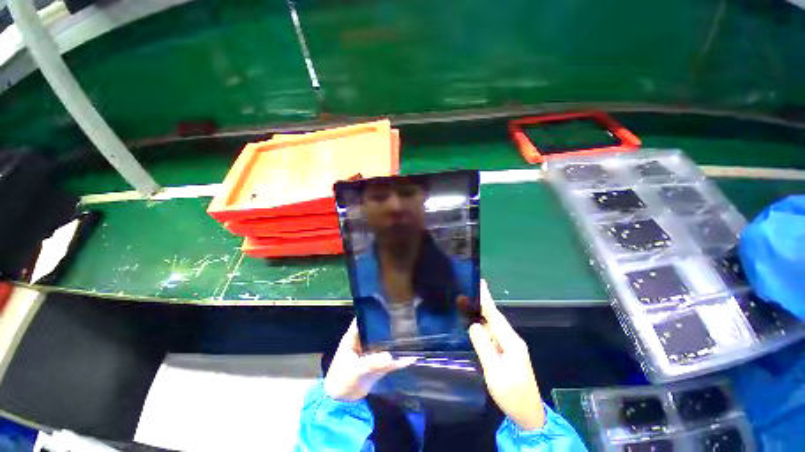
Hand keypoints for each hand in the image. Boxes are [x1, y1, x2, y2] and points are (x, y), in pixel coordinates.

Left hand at [324, 319, 415, 400]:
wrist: (341, 403)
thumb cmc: (341, 381)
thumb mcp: (355, 370)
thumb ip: (372, 363)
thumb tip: (390, 356)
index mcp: (354, 336)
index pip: (365, 318)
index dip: (374, 312)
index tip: (389, 306)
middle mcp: (365, 341)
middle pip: (378, 329)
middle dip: (389, 325)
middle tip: (406, 319)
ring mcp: (372, 352)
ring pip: (386, 343)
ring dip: (396, 342)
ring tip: (412, 334)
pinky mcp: (378, 364)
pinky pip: (391, 359)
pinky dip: (399, 359)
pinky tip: (412, 357)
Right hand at [468, 280, 545, 430]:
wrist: (528, 414)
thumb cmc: (512, 395)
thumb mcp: (495, 372)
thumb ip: (484, 347)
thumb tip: (473, 325)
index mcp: (511, 342)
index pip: (495, 316)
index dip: (486, 299)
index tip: (480, 283)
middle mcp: (512, 339)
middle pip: (495, 317)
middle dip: (483, 302)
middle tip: (469, 288)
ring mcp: (510, 346)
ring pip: (494, 324)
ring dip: (482, 312)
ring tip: (469, 300)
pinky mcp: (507, 352)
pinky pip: (493, 333)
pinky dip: (484, 324)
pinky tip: (476, 321)